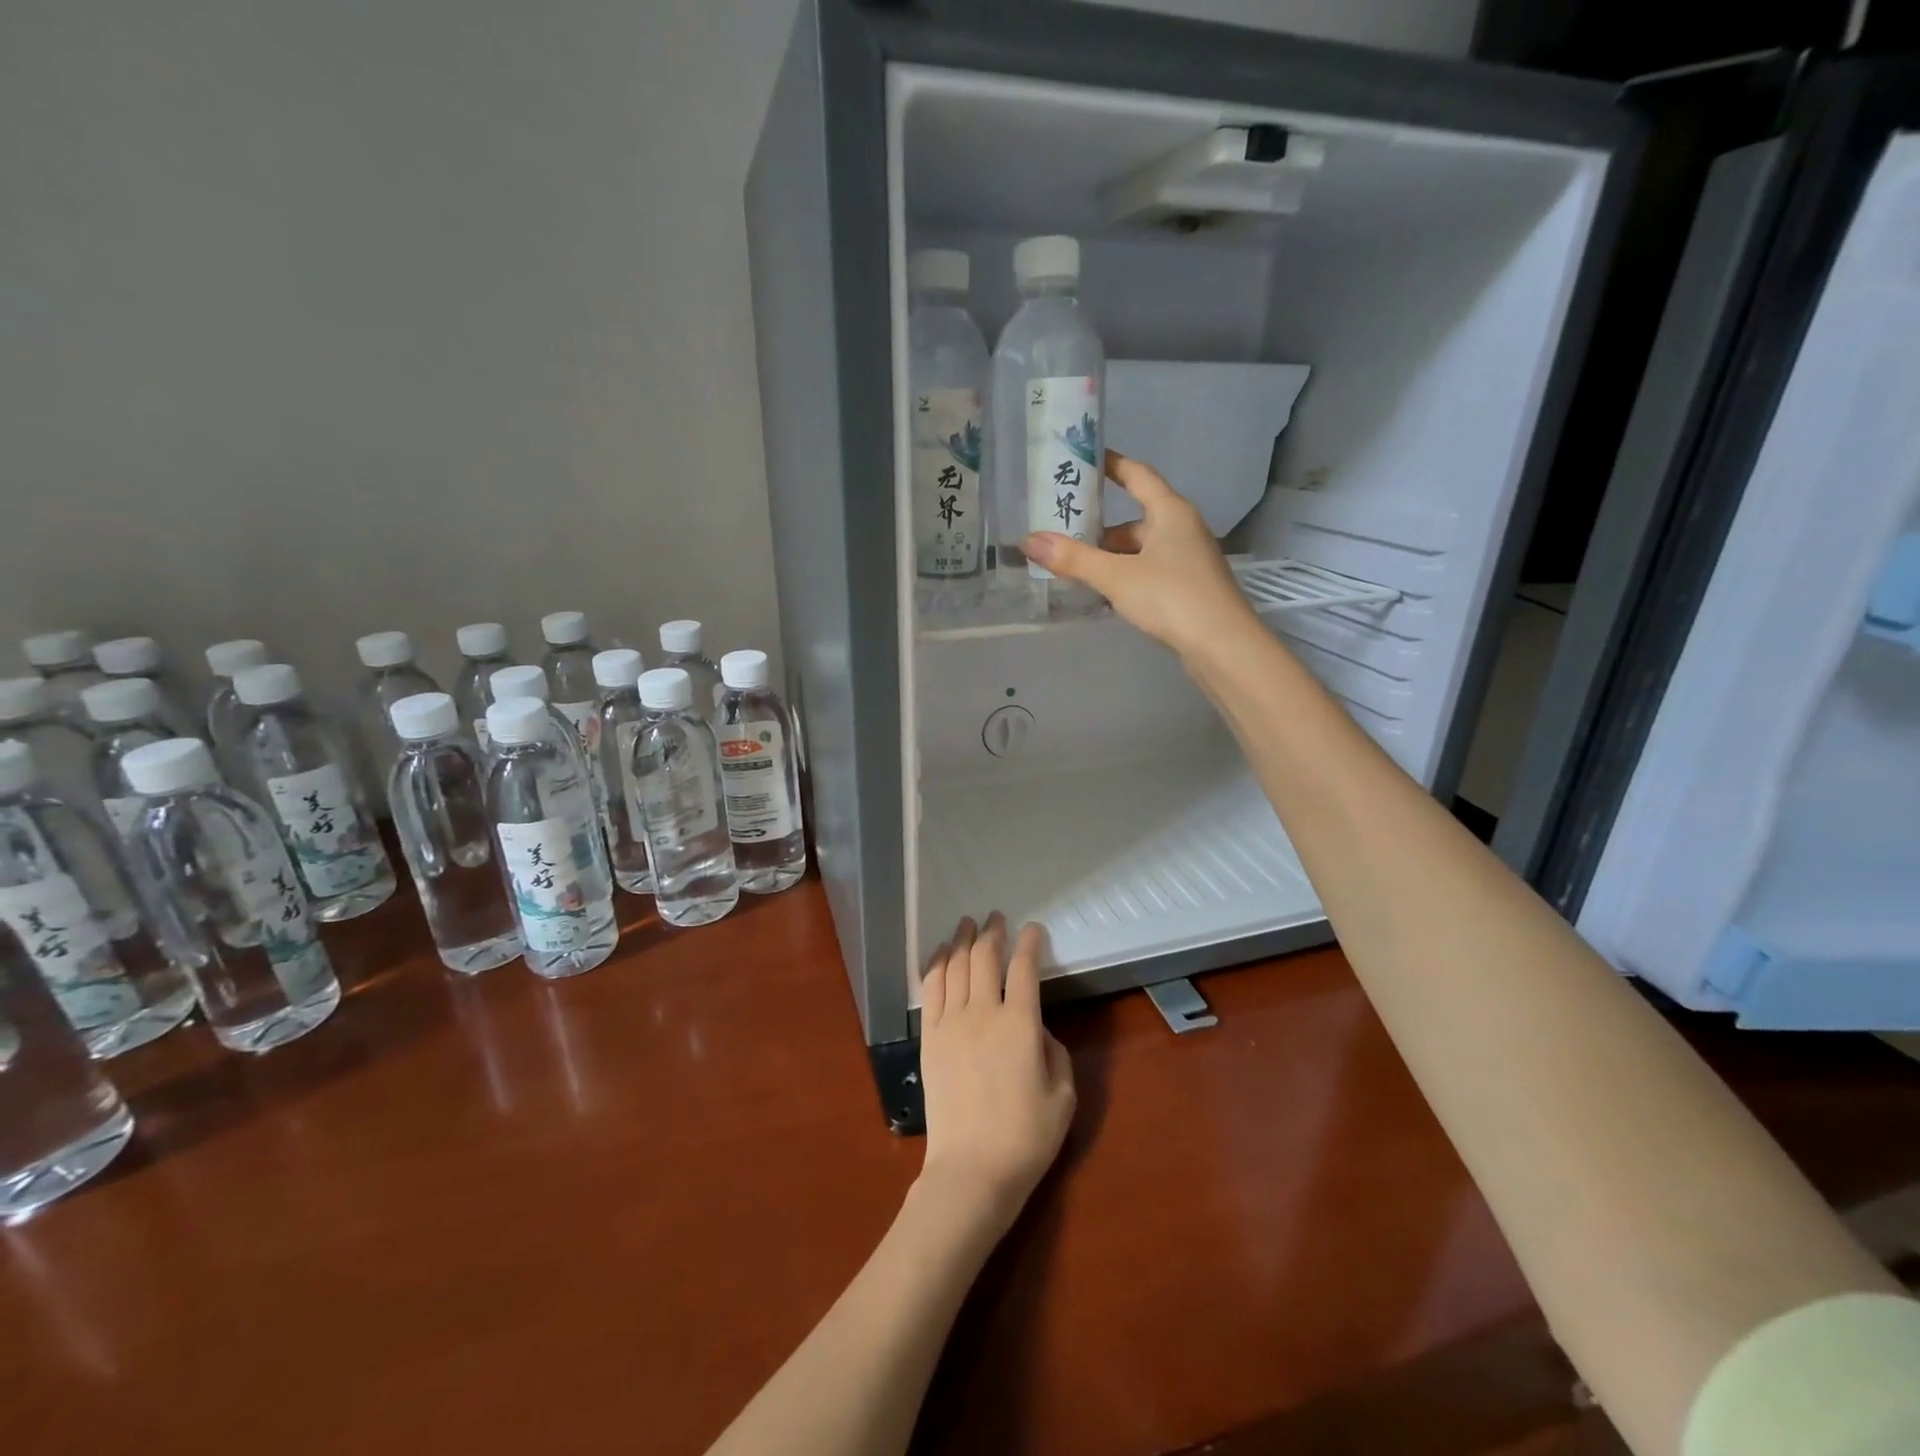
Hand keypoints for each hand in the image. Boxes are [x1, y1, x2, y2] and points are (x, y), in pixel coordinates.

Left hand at [917, 914, 1075, 1235]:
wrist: (971, 1170)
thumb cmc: (1025, 1138)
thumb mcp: (1063, 1097)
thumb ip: (1055, 1052)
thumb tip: (1037, 1029)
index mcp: (1021, 1024)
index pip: (1024, 968)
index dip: (1030, 943)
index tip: (1033, 929)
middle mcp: (984, 1012)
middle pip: (984, 958)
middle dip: (992, 932)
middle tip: (996, 917)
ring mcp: (951, 1023)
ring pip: (955, 966)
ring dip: (962, 940)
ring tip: (967, 924)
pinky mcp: (929, 1037)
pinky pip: (931, 989)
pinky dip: (936, 964)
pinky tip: (941, 954)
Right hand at [1025, 451, 1258, 657]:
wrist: (1222, 646)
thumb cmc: (1172, 597)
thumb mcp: (1116, 576)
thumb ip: (1073, 559)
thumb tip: (1029, 540)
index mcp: (1171, 512)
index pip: (1138, 476)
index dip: (1112, 465)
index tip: (1085, 461)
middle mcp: (1183, 529)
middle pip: (1135, 519)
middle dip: (1101, 528)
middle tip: (1064, 535)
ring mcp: (1188, 560)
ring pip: (1141, 550)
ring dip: (1112, 557)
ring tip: (1076, 569)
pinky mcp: (1188, 588)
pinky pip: (1149, 571)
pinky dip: (1126, 576)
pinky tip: (1106, 594)